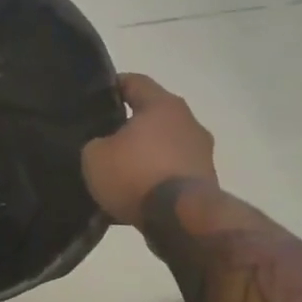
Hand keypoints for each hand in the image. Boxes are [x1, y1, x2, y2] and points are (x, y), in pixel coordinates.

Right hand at [81, 74, 217, 224]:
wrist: (182, 219)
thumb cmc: (135, 175)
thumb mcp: (94, 156)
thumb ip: (95, 142)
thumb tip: (103, 145)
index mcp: (162, 105)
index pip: (135, 82)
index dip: (112, 86)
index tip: (94, 98)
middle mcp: (188, 122)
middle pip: (154, 114)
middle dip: (130, 124)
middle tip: (104, 137)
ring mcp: (202, 152)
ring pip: (166, 144)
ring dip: (147, 154)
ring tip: (121, 171)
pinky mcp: (207, 180)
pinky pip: (174, 171)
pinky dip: (157, 178)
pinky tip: (138, 193)